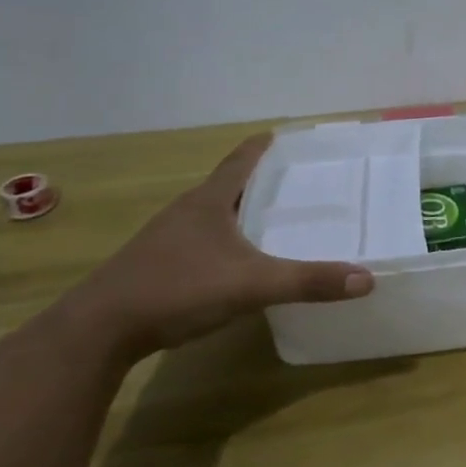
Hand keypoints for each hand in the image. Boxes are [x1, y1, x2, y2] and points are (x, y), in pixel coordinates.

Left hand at [64, 134, 372, 361]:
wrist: (98, 330)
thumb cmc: (177, 289)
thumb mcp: (252, 285)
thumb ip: (309, 282)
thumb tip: (367, 279)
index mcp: (209, 201)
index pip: (242, 160)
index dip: (264, 146)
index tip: (286, 135)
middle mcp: (187, 211)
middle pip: (229, 185)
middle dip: (262, 180)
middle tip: (299, 181)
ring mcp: (167, 238)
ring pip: (214, 214)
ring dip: (242, 211)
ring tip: (275, 218)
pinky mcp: (157, 264)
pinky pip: (202, 239)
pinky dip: (226, 239)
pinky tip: (239, 259)